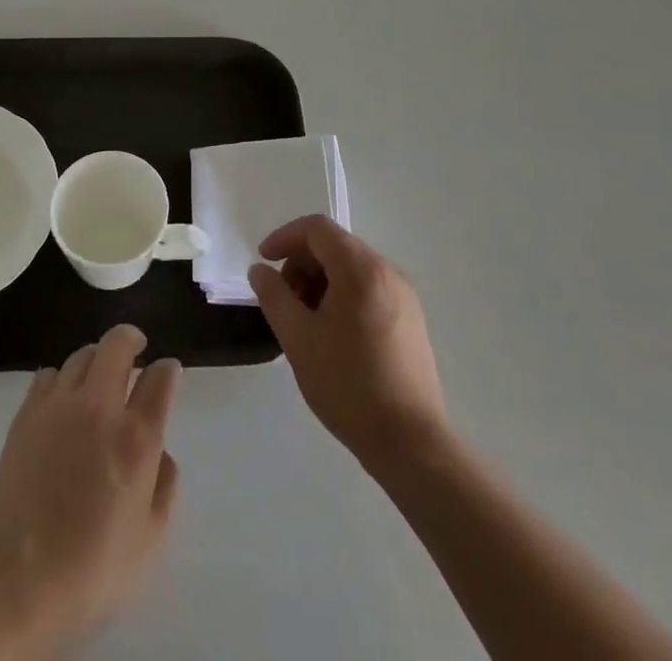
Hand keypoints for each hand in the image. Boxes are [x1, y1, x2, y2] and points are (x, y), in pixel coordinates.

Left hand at [0, 325, 181, 655]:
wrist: (17, 590)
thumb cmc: (92, 573)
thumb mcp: (150, 541)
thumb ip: (164, 485)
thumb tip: (159, 451)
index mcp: (136, 437)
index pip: (160, 377)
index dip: (168, 371)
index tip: (168, 375)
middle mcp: (99, 408)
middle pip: (118, 344)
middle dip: (132, 340)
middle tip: (137, 350)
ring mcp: (58, 407)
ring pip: (83, 354)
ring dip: (98, 359)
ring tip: (99, 378)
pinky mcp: (25, 417)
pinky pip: (48, 375)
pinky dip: (63, 379)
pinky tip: (63, 402)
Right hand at [249, 216, 448, 474]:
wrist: (410, 443)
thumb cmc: (348, 385)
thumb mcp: (298, 338)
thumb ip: (274, 296)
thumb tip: (260, 270)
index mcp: (361, 268)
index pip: (317, 228)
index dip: (285, 237)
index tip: (264, 262)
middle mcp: (387, 271)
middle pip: (336, 245)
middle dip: (302, 263)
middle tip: (283, 300)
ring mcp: (404, 295)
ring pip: (352, 268)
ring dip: (321, 281)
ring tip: (304, 321)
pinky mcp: (411, 320)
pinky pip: (369, 289)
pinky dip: (343, 295)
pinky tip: (332, 334)